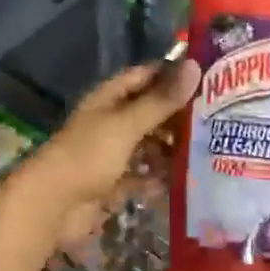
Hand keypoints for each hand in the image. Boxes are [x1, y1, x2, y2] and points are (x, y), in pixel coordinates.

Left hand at [22, 59, 198, 249]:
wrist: (52, 204)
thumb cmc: (88, 155)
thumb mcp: (127, 124)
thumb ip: (161, 100)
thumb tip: (194, 66)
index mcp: (109, 98)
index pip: (145, 76)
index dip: (173, 74)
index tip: (208, 77)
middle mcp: (110, 121)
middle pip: (149, 111)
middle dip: (177, 115)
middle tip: (217, 118)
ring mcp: (111, 153)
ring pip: (147, 144)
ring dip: (171, 148)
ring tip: (209, 150)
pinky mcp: (112, 183)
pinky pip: (141, 176)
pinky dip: (158, 178)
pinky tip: (186, 181)